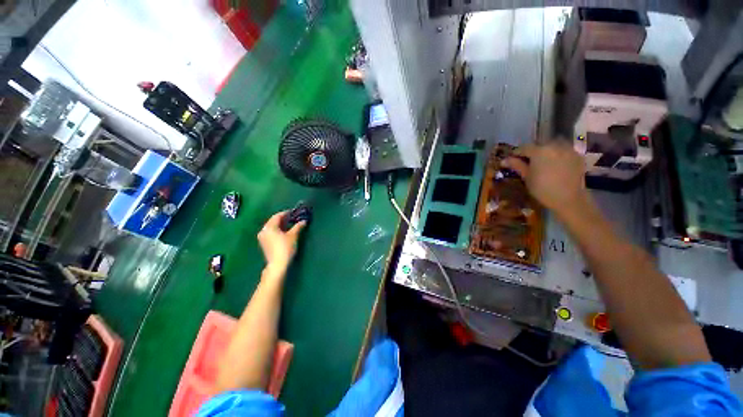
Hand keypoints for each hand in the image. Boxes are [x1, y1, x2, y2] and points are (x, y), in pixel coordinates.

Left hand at [257, 211, 305, 273]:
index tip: (294, 212)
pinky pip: (271, 233)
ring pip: (272, 227)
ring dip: (280, 225)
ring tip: (290, 224)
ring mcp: (262, 238)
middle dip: (283, 219)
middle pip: (273, 221)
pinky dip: (277, 230)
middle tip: (293, 218)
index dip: (286, 213)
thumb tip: (304, 221)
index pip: (277, 216)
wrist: (278, 264)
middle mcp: (264, 230)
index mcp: (269, 227)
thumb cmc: (285, 248)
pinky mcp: (264, 243)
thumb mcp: (293, 235)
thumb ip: (298, 226)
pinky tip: (285, 232)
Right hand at [503, 141, 589, 219]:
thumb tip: (503, 160)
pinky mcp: (577, 156)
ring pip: (553, 147)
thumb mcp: (526, 177)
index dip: (517, 153)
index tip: (512, 160)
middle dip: (532, 152)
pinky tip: (556, 166)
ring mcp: (568, 150)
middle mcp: (554, 146)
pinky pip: (564, 151)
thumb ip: (516, 165)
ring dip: (546, 152)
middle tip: (528, 162)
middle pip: (539, 145)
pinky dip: (558, 155)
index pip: (524, 148)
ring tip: (542, 163)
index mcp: (539, 151)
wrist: (568, 198)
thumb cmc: (542, 189)